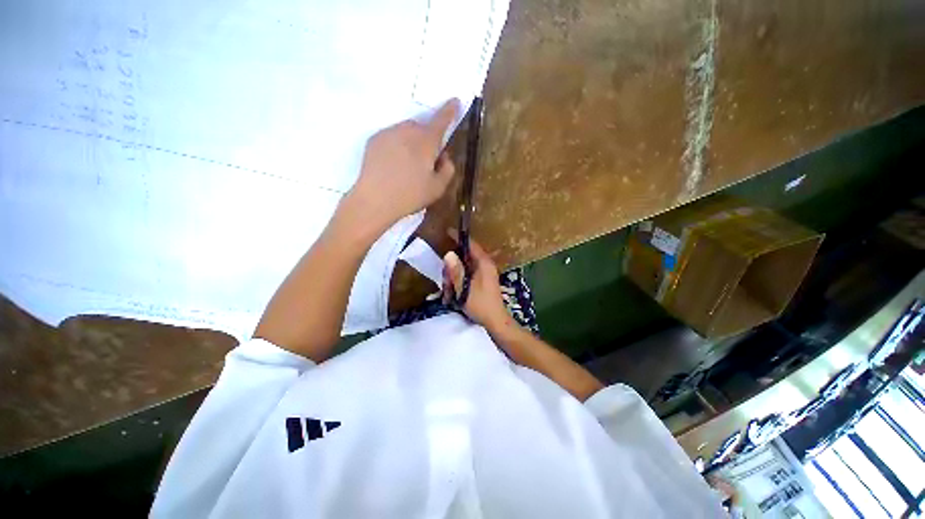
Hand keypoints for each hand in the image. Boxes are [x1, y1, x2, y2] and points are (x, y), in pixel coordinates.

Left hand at [347, 99, 459, 231]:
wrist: (374, 200)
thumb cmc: (410, 195)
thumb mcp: (438, 188)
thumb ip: (448, 169)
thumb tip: (445, 156)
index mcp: (426, 141)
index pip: (441, 120)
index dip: (449, 111)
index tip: (455, 101)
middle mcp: (407, 131)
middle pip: (422, 128)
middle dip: (427, 139)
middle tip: (426, 162)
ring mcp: (389, 133)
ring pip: (407, 132)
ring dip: (412, 142)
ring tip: (408, 166)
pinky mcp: (374, 139)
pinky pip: (392, 137)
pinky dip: (397, 146)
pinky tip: (394, 165)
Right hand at [442, 233, 510, 330]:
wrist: (495, 321)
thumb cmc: (481, 304)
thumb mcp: (465, 289)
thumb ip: (456, 271)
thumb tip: (448, 254)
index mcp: (484, 263)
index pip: (471, 244)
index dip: (459, 237)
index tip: (448, 231)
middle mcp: (485, 265)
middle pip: (466, 256)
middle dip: (453, 264)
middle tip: (446, 279)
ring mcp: (484, 273)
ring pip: (465, 266)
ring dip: (455, 275)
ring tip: (449, 289)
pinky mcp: (482, 281)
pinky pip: (468, 274)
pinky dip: (460, 279)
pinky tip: (454, 291)